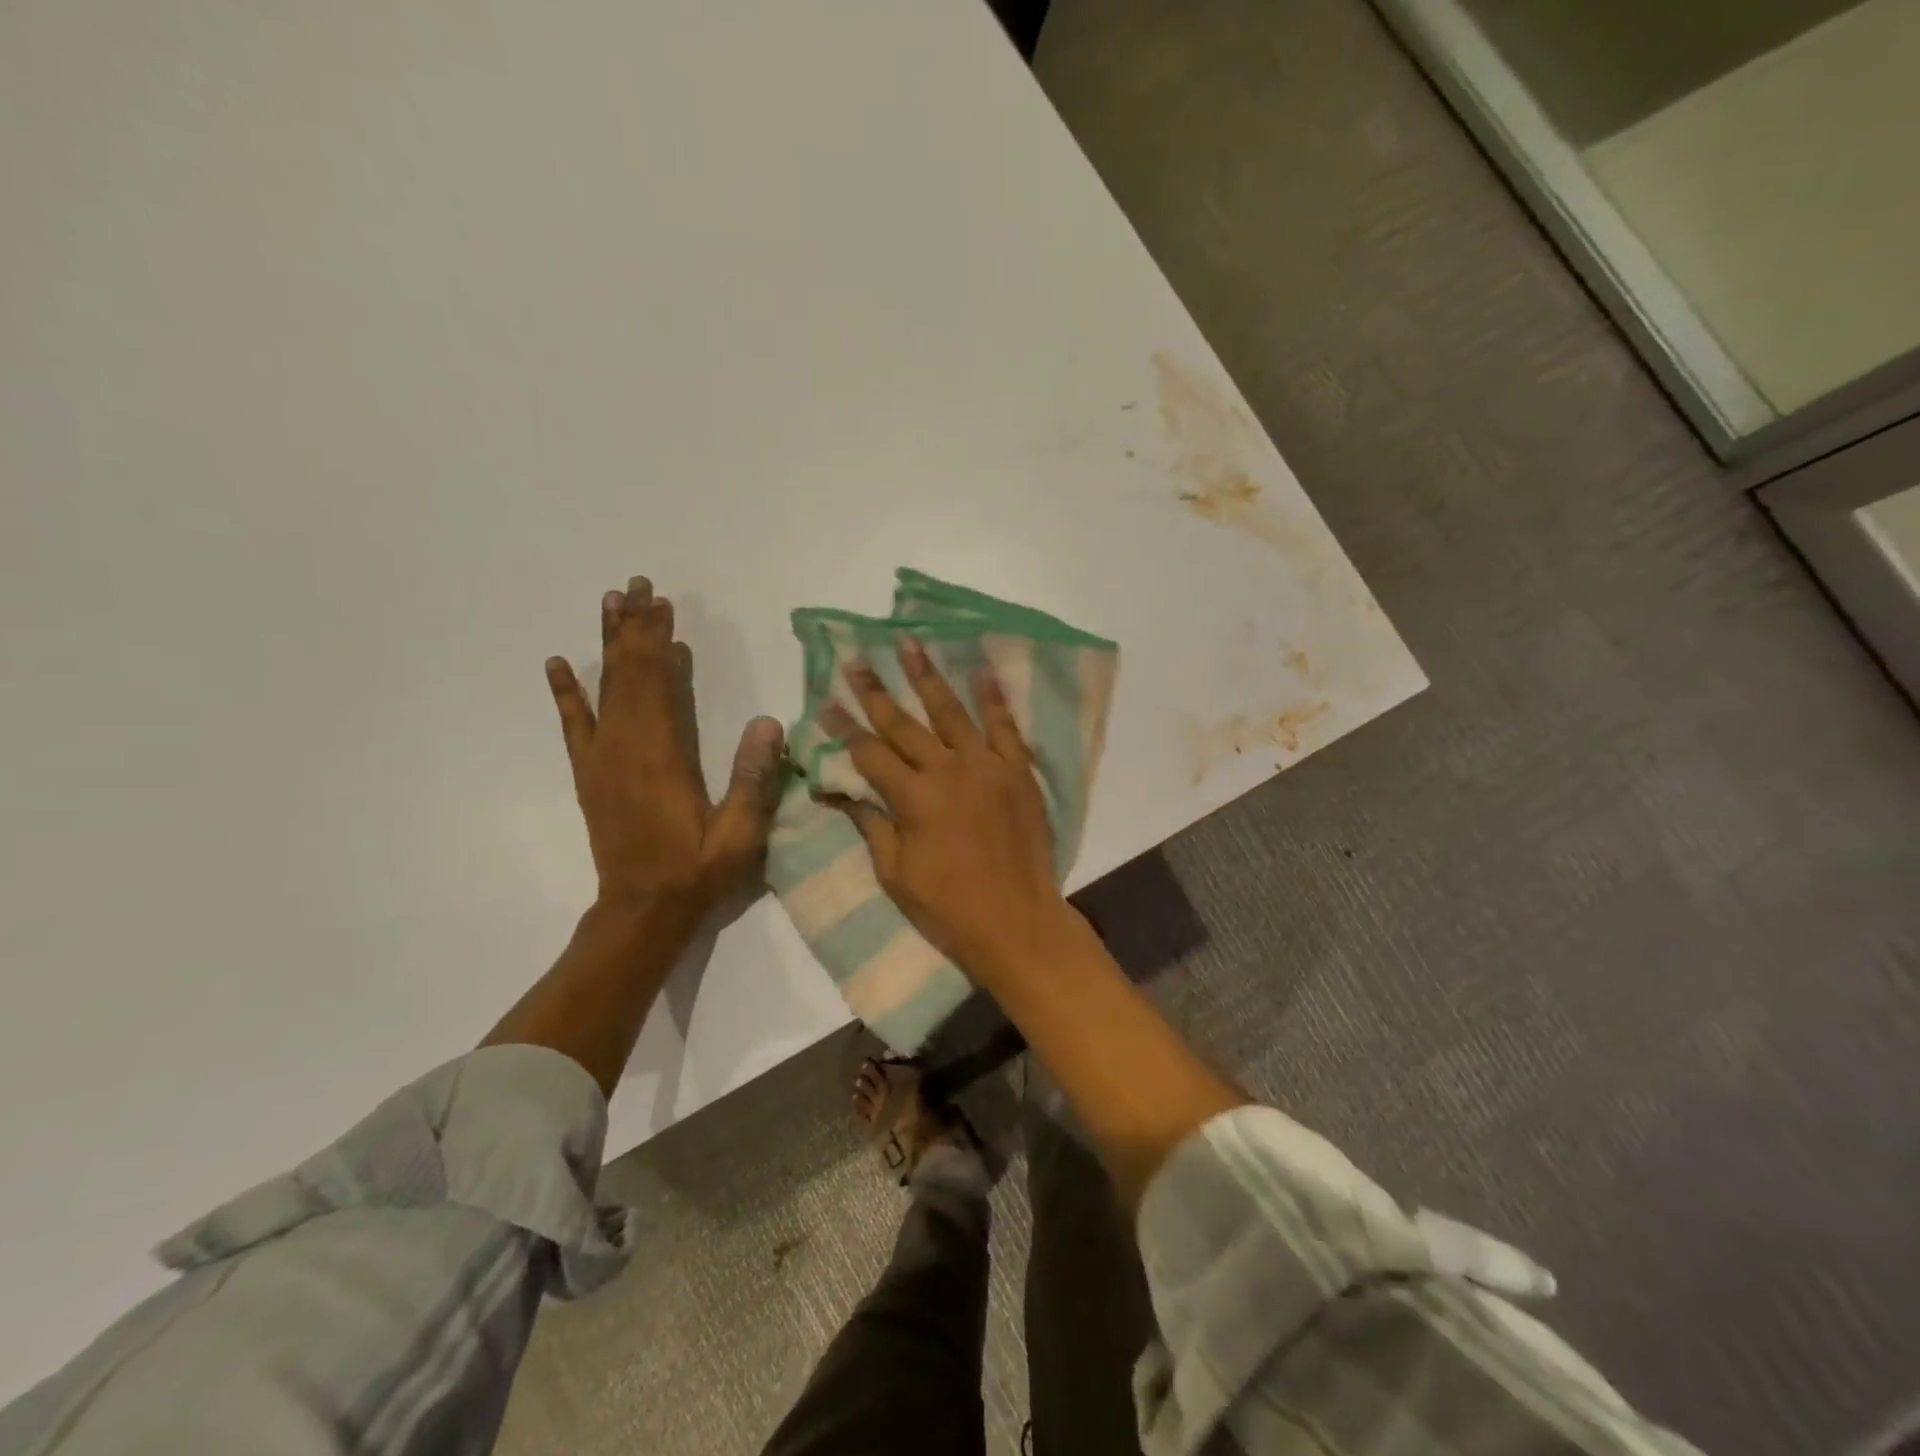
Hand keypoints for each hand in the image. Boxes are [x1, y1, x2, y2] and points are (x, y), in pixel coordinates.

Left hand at [545, 576, 784, 921]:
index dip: (658, 640)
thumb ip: (752, 777)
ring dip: (607, 645)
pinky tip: (558, 665)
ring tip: (610, 604)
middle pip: (628, 674)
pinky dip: (566, 693)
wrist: (643, 911)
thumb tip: (768, 722)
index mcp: (662, 755)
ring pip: (602, 689)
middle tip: (638, 586)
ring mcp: (603, 759)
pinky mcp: (591, 775)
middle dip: (634, 627)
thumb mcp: (740, 831)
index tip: (662, 603)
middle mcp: (626, 747)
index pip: (657, 683)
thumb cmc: (697, 871)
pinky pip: (575, 725)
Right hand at [822, 638, 1076, 983]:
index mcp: (912, 797)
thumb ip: (871, 824)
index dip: (844, 728)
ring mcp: (986, 766)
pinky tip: (981, 669)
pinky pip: (1005, 727)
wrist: (1017, 921)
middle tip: (855, 660)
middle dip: (874, 692)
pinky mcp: (1018, 771)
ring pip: (950, 712)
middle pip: (903, 724)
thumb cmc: (948, 907)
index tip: (825, 702)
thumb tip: (839, 790)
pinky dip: (993, 698)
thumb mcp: (895, 873)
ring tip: (908, 643)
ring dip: (927, 676)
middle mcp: (946, 770)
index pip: (869, 753)